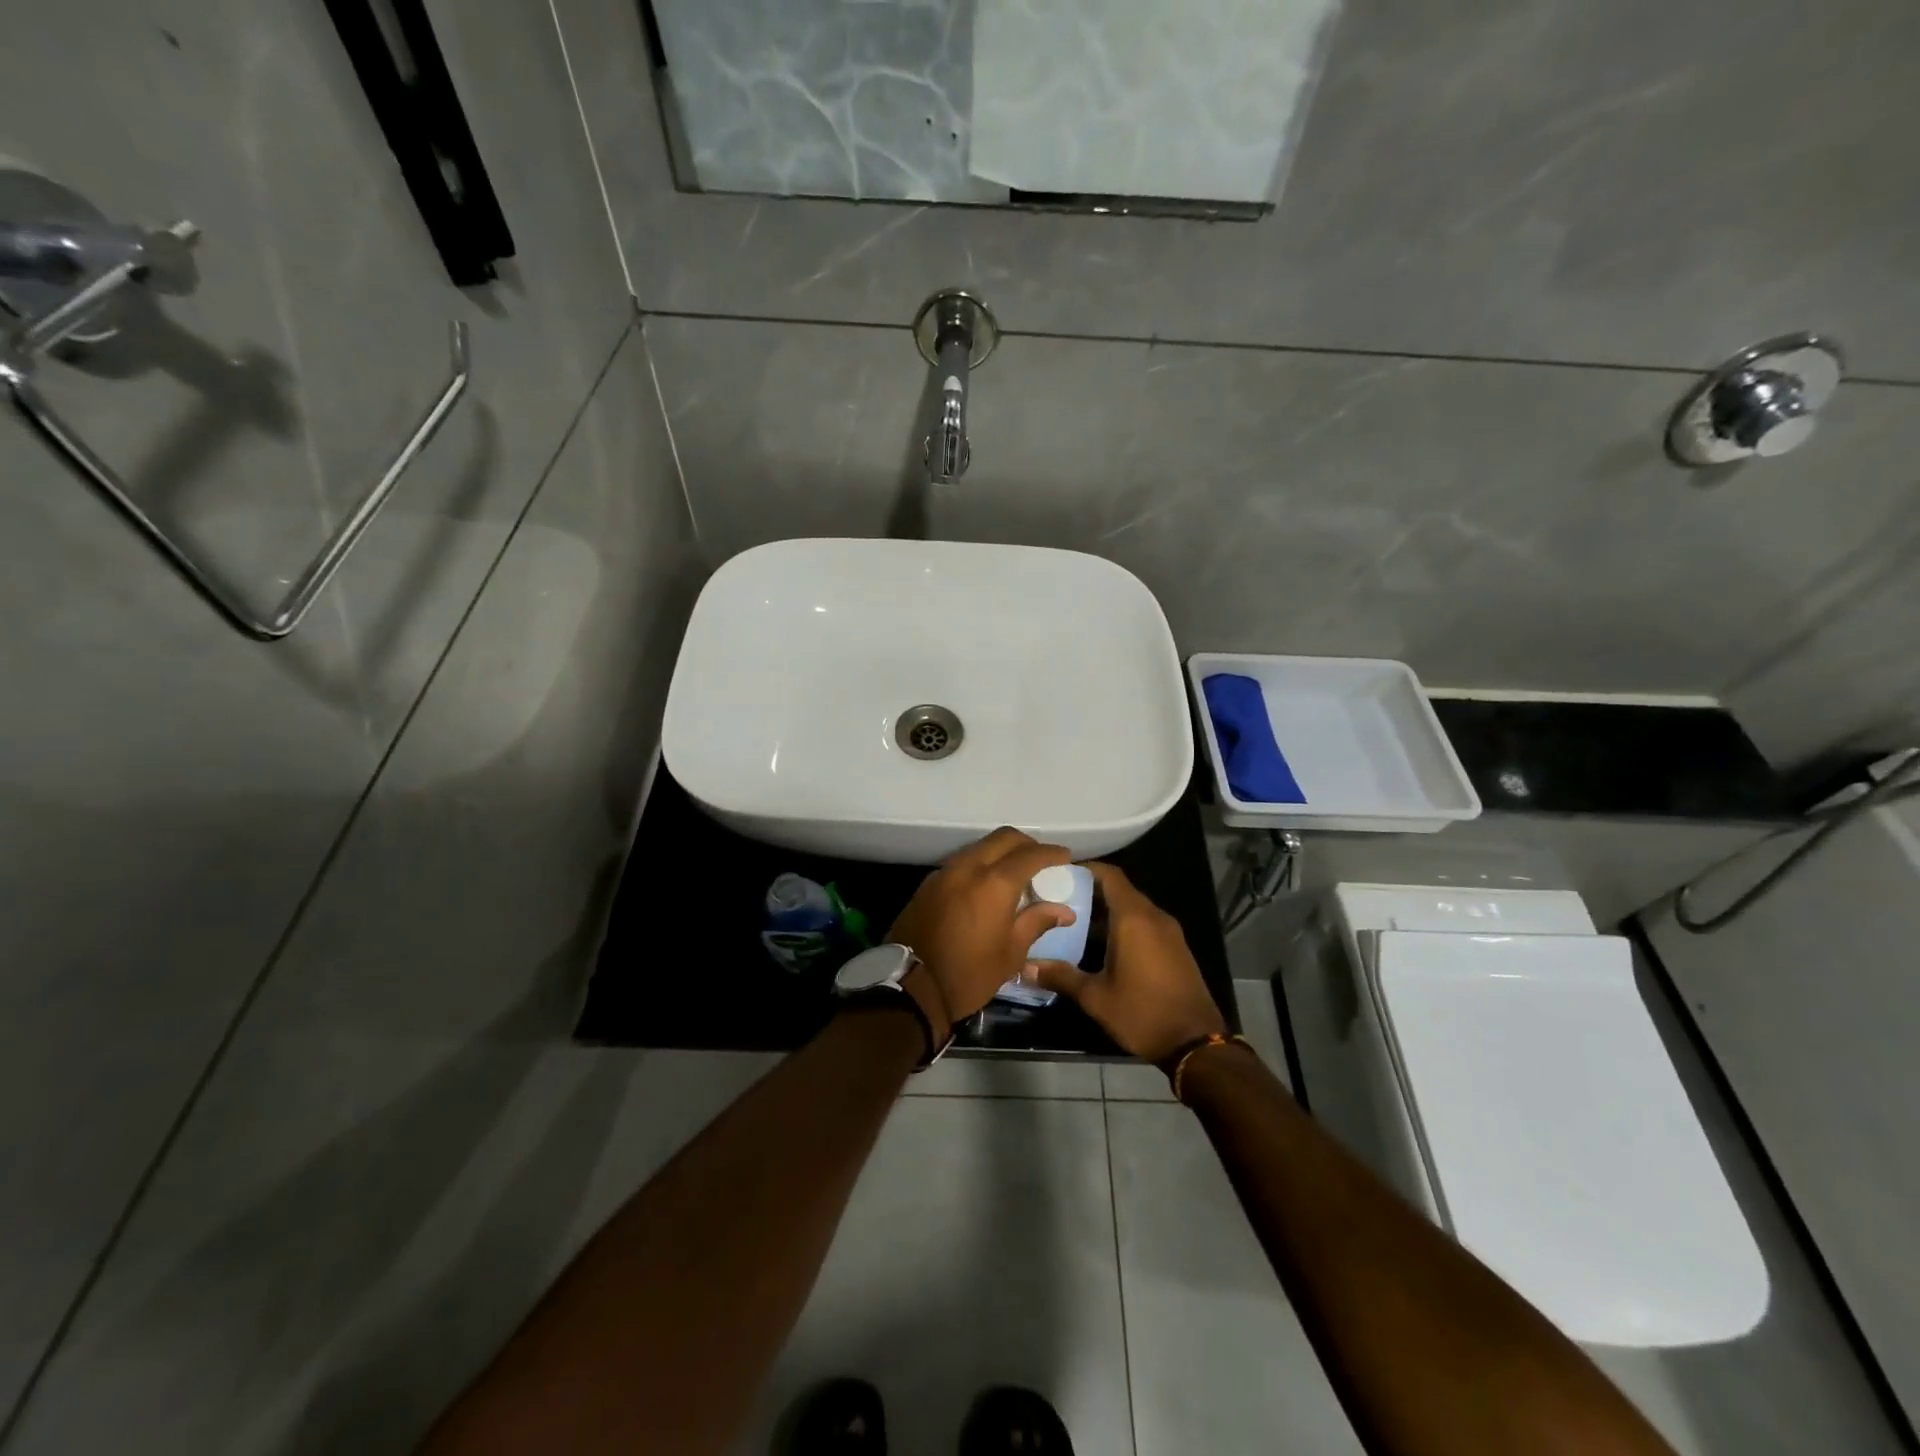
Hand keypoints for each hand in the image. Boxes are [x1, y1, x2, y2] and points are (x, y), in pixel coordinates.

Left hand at [889, 828, 1076, 1031]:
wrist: (910, 987)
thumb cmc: (969, 974)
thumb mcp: (1011, 953)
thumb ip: (1037, 922)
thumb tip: (1064, 911)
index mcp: (994, 883)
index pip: (1030, 855)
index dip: (1051, 853)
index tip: (1065, 857)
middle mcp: (968, 867)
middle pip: (1003, 838)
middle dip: (1026, 844)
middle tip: (1041, 860)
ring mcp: (944, 872)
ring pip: (979, 846)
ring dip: (1000, 852)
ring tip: (1014, 872)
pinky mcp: (928, 883)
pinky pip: (961, 862)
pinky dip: (979, 864)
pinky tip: (985, 885)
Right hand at [1026, 861, 1224, 1063]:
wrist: (1195, 1043)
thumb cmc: (1142, 1013)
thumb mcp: (1096, 997)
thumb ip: (1061, 976)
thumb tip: (1026, 966)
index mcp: (1133, 918)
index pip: (1109, 875)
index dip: (1085, 869)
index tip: (1058, 873)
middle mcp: (1153, 916)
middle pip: (1120, 890)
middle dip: (1090, 892)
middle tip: (1057, 900)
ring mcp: (1168, 932)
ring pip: (1132, 908)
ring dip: (1106, 911)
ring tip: (1073, 923)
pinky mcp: (1175, 947)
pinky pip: (1145, 923)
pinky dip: (1123, 925)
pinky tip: (1101, 946)